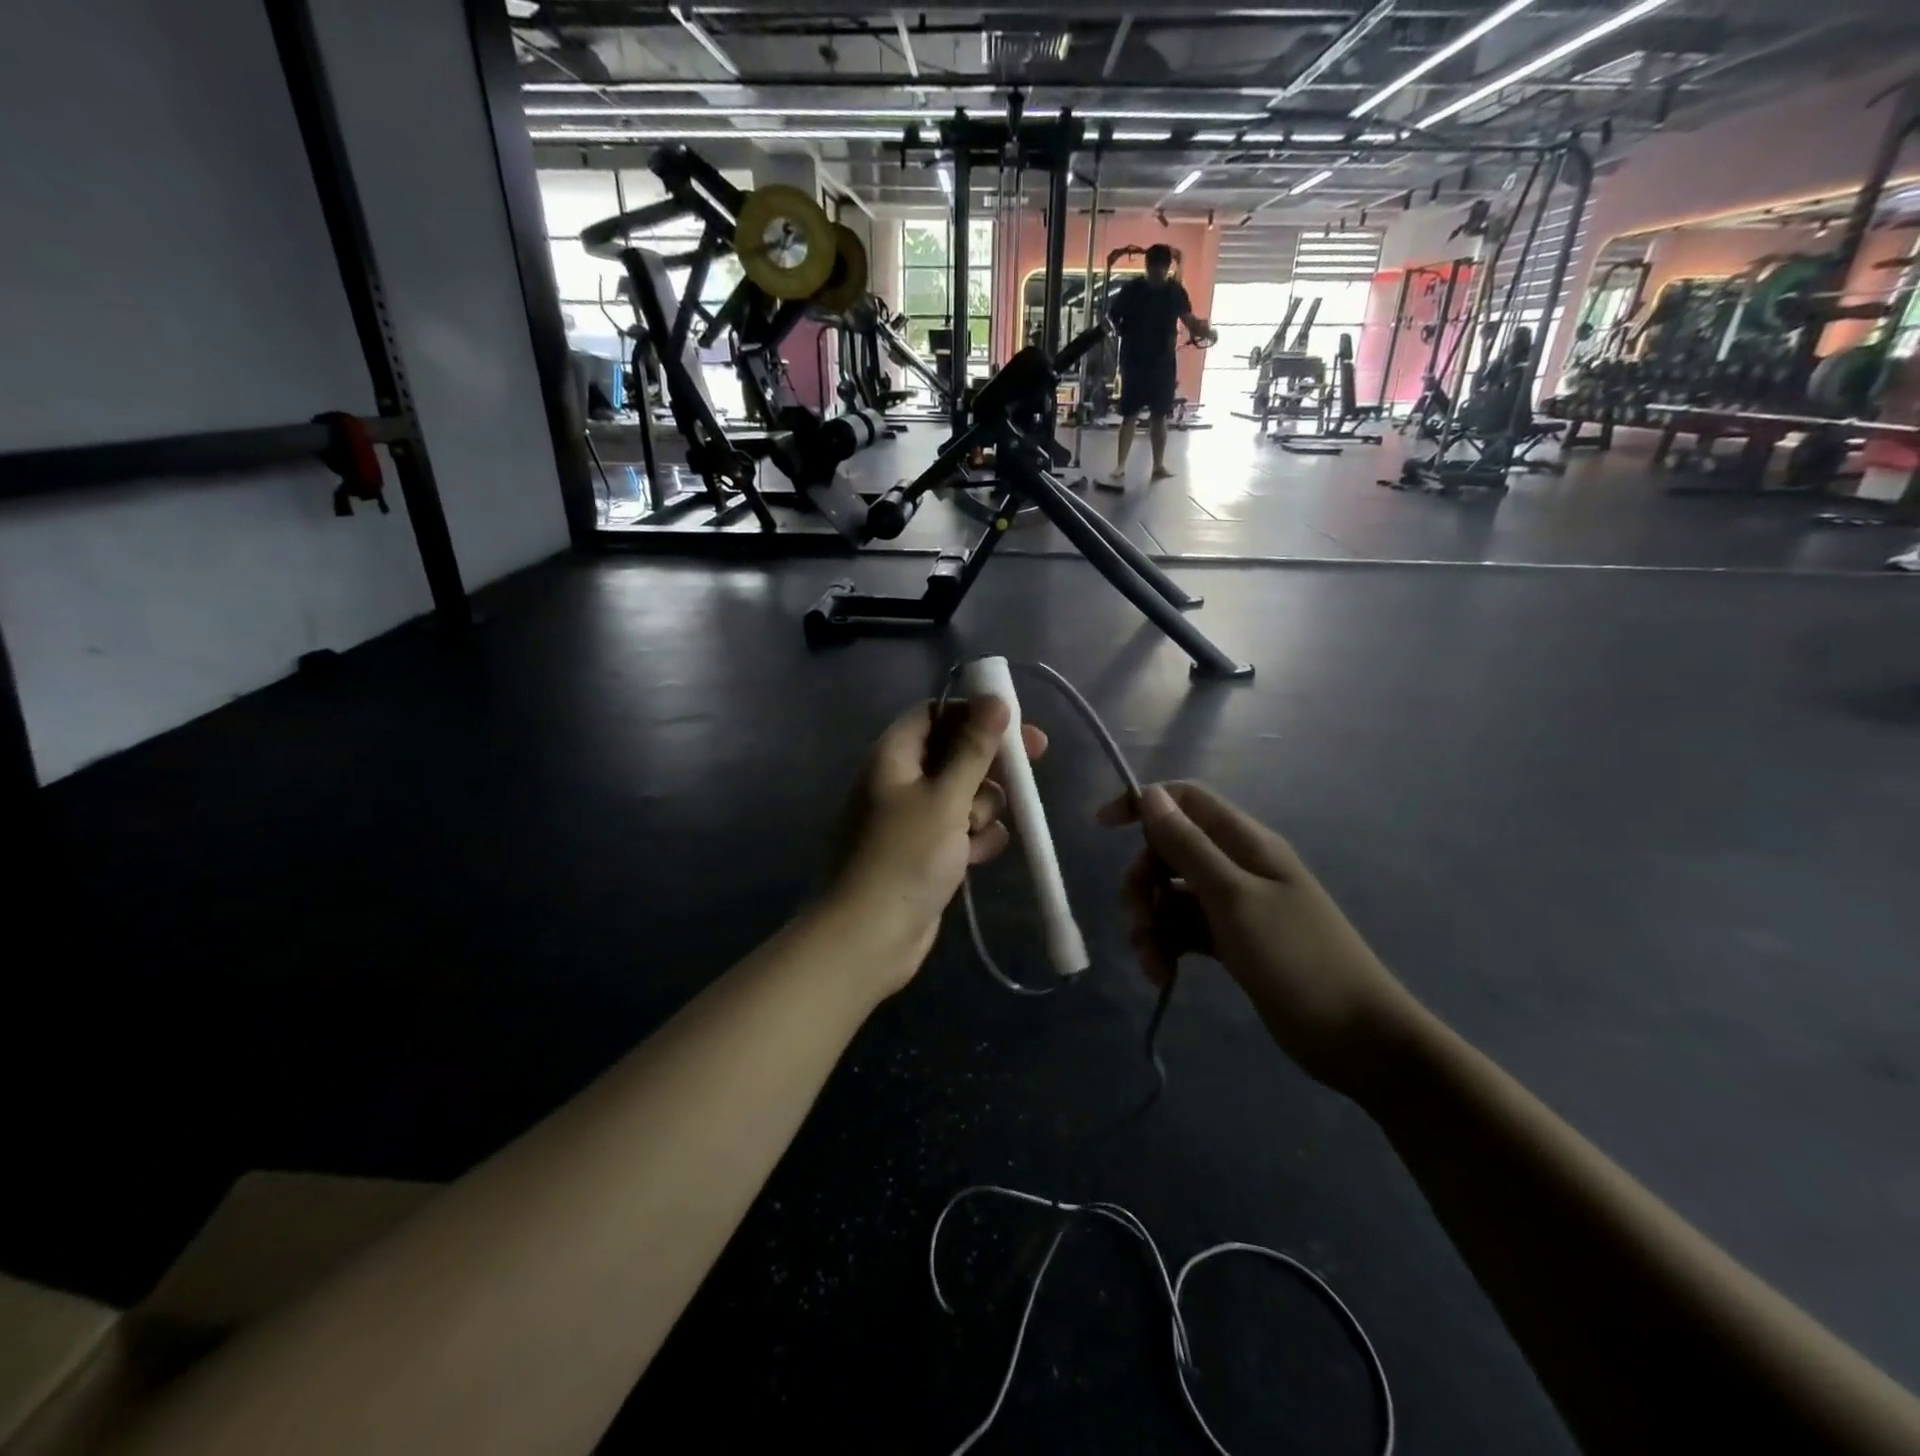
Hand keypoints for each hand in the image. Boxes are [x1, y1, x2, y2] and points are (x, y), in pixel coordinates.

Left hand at [830, 698, 1047, 986]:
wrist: (869, 937)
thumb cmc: (904, 857)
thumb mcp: (945, 797)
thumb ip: (973, 749)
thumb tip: (995, 700)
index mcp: (894, 756)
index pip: (935, 713)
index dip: (974, 712)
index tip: (1015, 721)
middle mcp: (901, 780)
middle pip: (956, 753)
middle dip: (990, 764)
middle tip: (1031, 765)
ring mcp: (914, 818)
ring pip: (965, 793)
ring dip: (982, 807)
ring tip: (974, 831)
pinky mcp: (927, 851)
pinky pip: (962, 829)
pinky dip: (974, 838)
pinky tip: (976, 856)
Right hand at [1099, 783, 1417, 1094]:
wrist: (1357, 1038)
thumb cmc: (1298, 960)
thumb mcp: (1234, 898)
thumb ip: (1189, 846)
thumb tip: (1151, 794)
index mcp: (1245, 843)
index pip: (1185, 801)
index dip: (1142, 805)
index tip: (1102, 827)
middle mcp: (1237, 866)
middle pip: (1169, 852)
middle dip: (1142, 884)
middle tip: (1139, 924)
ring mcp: (1235, 906)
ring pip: (1171, 895)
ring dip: (1151, 924)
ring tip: (1153, 965)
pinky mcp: (1232, 941)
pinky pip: (1184, 929)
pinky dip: (1168, 947)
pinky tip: (1163, 977)